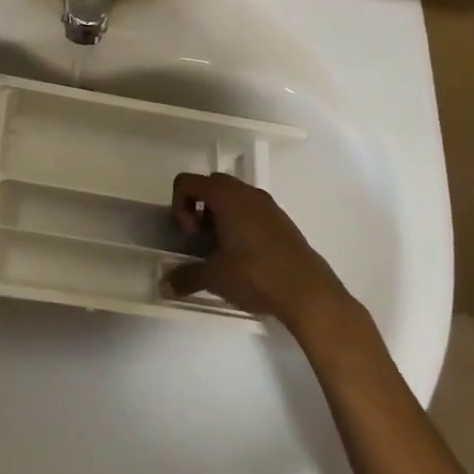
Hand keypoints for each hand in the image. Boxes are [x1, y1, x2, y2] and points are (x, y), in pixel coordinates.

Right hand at [162, 171, 351, 330]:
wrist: (308, 292)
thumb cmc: (255, 274)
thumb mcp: (214, 277)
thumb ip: (186, 277)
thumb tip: (165, 285)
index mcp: (225, 196)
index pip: (187, 182)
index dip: (179, 205)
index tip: (189, 234)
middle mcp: (245, 192)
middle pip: (210, 185)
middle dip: (198, 209)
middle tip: (202, 240)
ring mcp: (267, 205)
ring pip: (233, 197)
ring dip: (220, 216)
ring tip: (223, 251)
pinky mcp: (282, 221)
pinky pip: (252, 210)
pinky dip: (240, 224)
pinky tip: (246, 258)